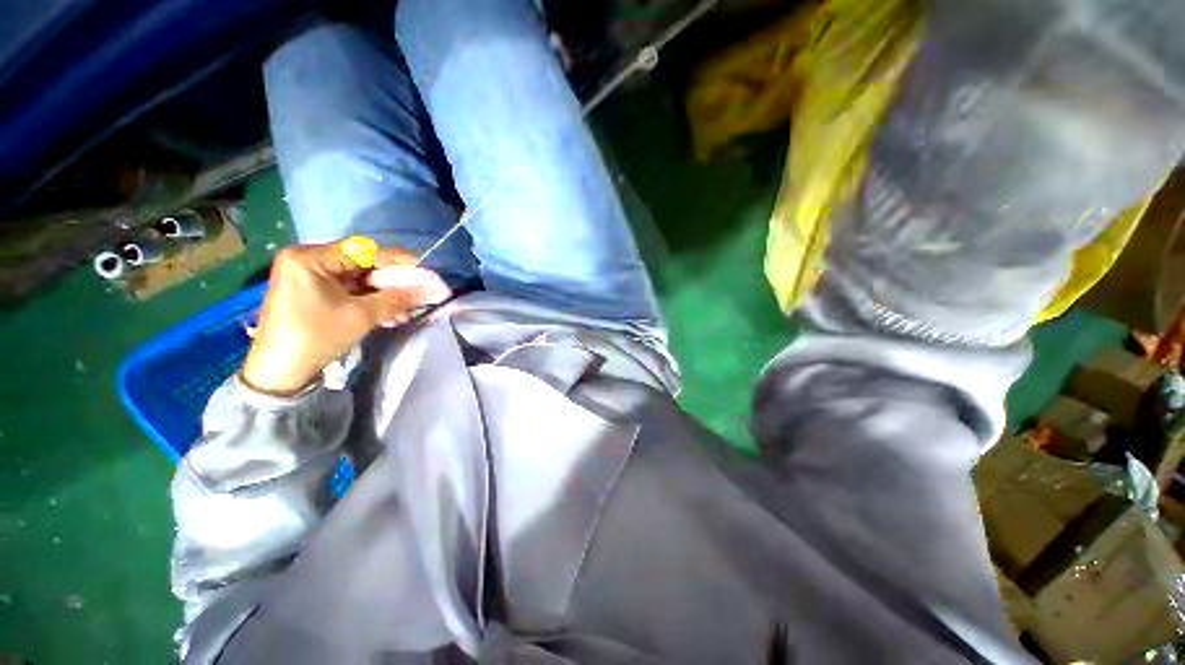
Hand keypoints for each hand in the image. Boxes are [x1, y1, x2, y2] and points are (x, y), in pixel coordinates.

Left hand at [241, 243, 450, 395]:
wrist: (280, 371)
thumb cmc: (317, 336)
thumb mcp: (362, 315)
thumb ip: (396, 298)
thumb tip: (426, 289)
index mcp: (309, 258)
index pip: (361, 252)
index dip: (394, 259)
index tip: (420, 266)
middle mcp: (306, 261)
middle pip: (360, 266)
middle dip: (390, 283)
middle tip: (414, 293)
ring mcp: (307, 279)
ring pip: (356, 282)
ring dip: (383, 297)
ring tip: (404, 313)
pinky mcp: (311, 295)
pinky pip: (347, 292)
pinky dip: (368, 303)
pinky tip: (389, 317)